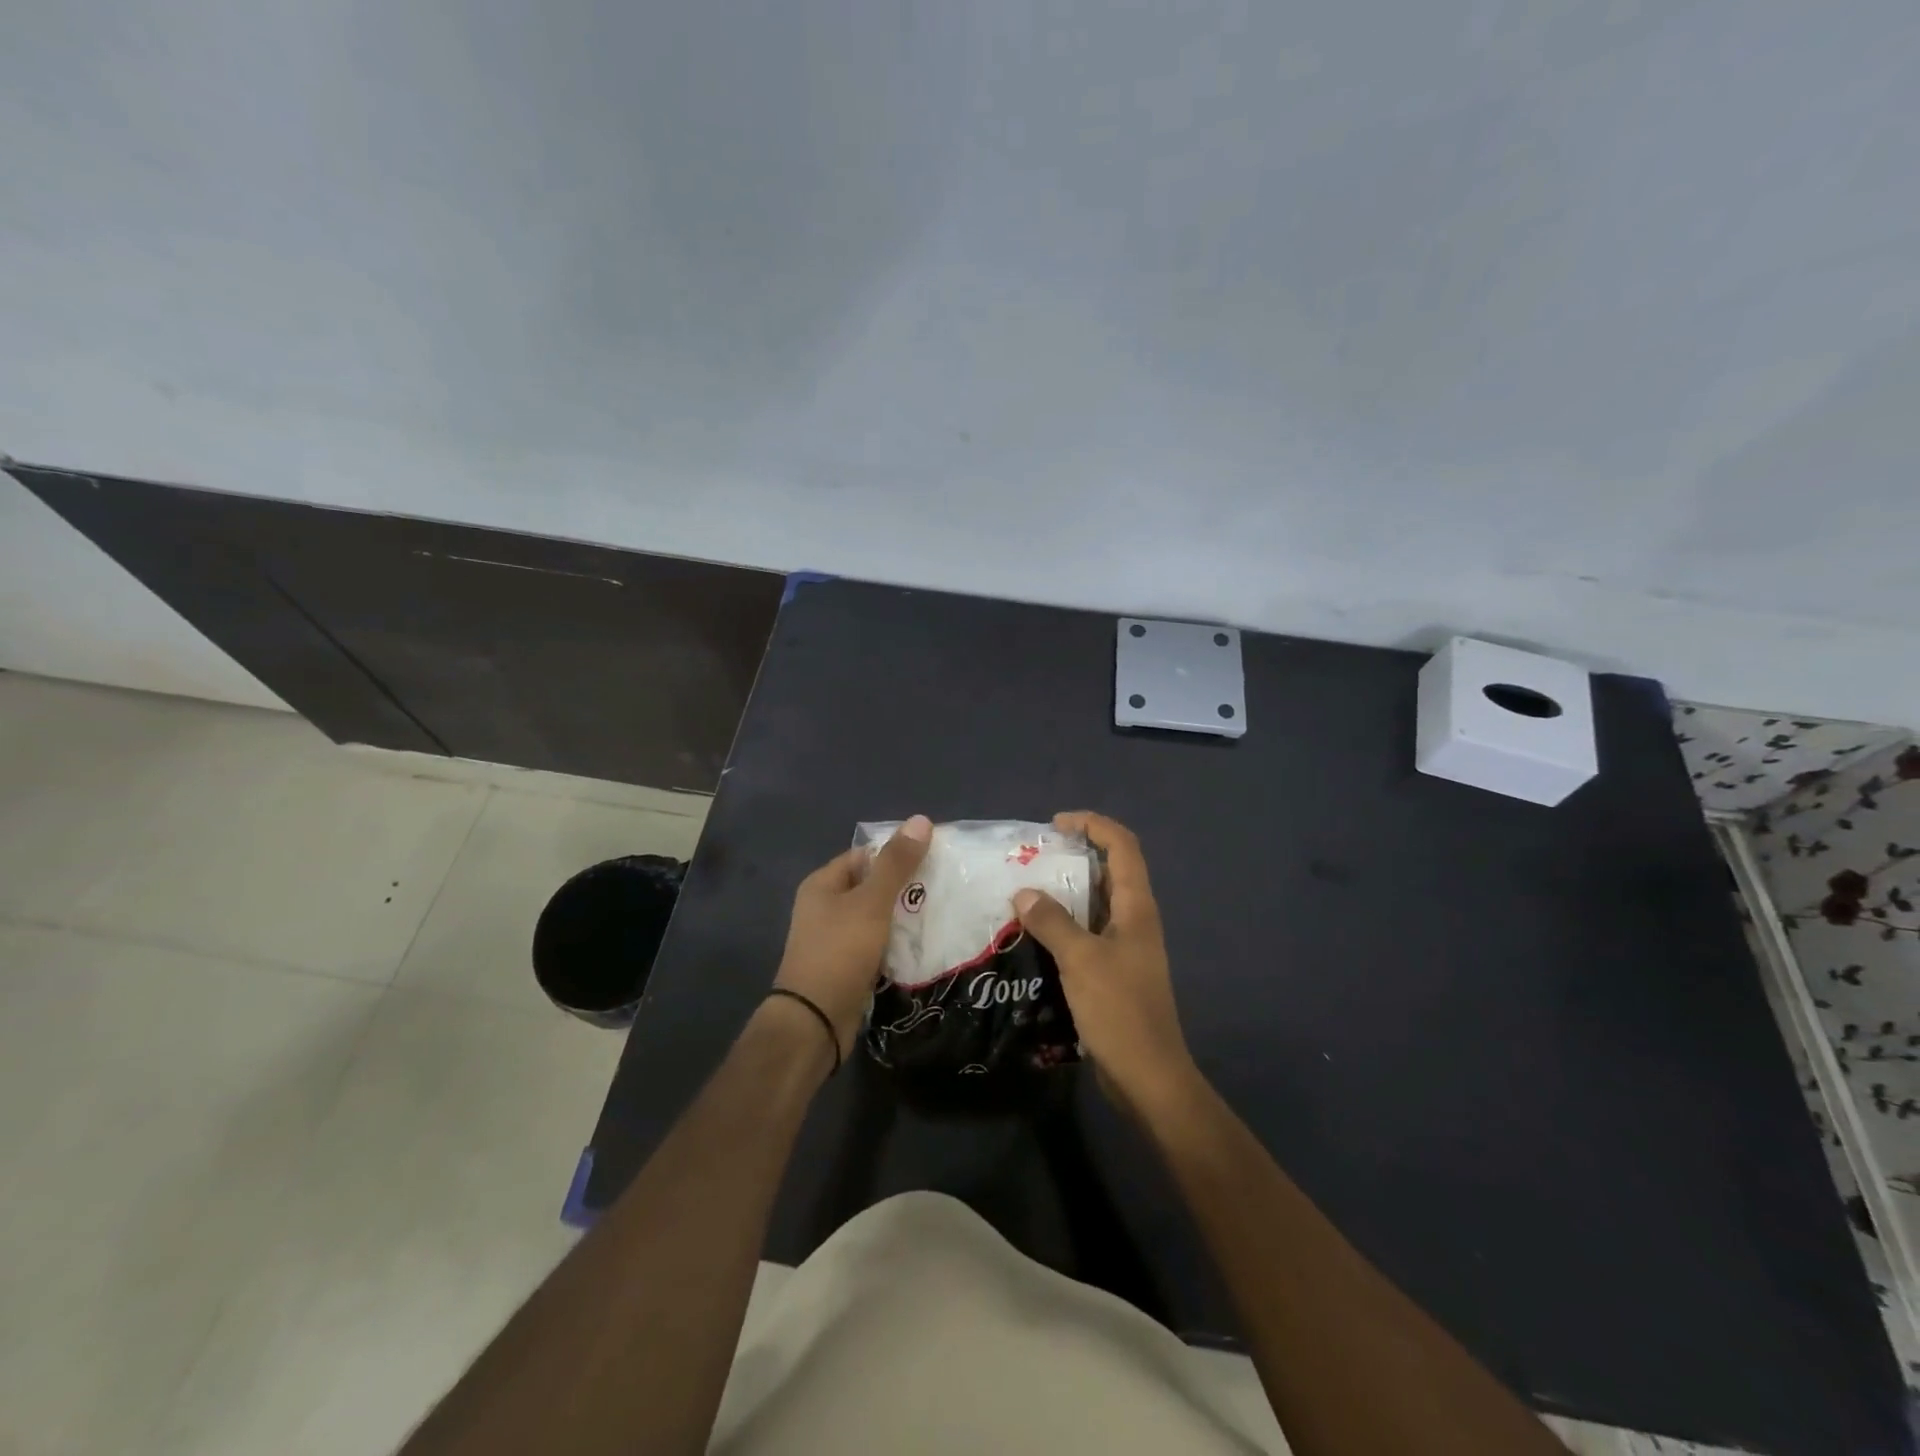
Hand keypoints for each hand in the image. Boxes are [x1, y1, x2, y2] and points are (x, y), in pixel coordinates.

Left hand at [773, 814, 931, 1058]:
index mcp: (823, 884)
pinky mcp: (848, 965)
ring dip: (904, 915)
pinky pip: (878, 944)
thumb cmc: (839, 952)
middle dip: (905, 885)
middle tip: (944, 884)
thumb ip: (896, 863)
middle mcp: (825, 907)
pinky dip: (898, 942)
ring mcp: (836, 939)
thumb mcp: (871, 902)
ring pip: (878, 917)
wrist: (815, 1021)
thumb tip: (921, 819)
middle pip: (872, 885)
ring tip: (942, 910)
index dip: (896, 852)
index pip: (864, 855)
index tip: (934, 856)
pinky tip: (925, 943)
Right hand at [1013, 812, 1196, 1113]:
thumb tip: (1023, 893)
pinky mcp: (1115, 971)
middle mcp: (1135, 919)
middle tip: (1035, 856)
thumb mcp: (1081, 960)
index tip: (1056, 824)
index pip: (1123, 846)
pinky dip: (1065, 922)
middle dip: (1076, 854)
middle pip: (1111, 870)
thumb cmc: (1119, 1010)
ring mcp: (1127, 947)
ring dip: (1068, 890)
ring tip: (1027, 888)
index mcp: (1136, 907)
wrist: (1148, 1076)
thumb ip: (1051, 921)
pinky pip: (1088, 931)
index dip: (1093, 825)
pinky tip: (1035, 932)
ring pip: (1097, 902)